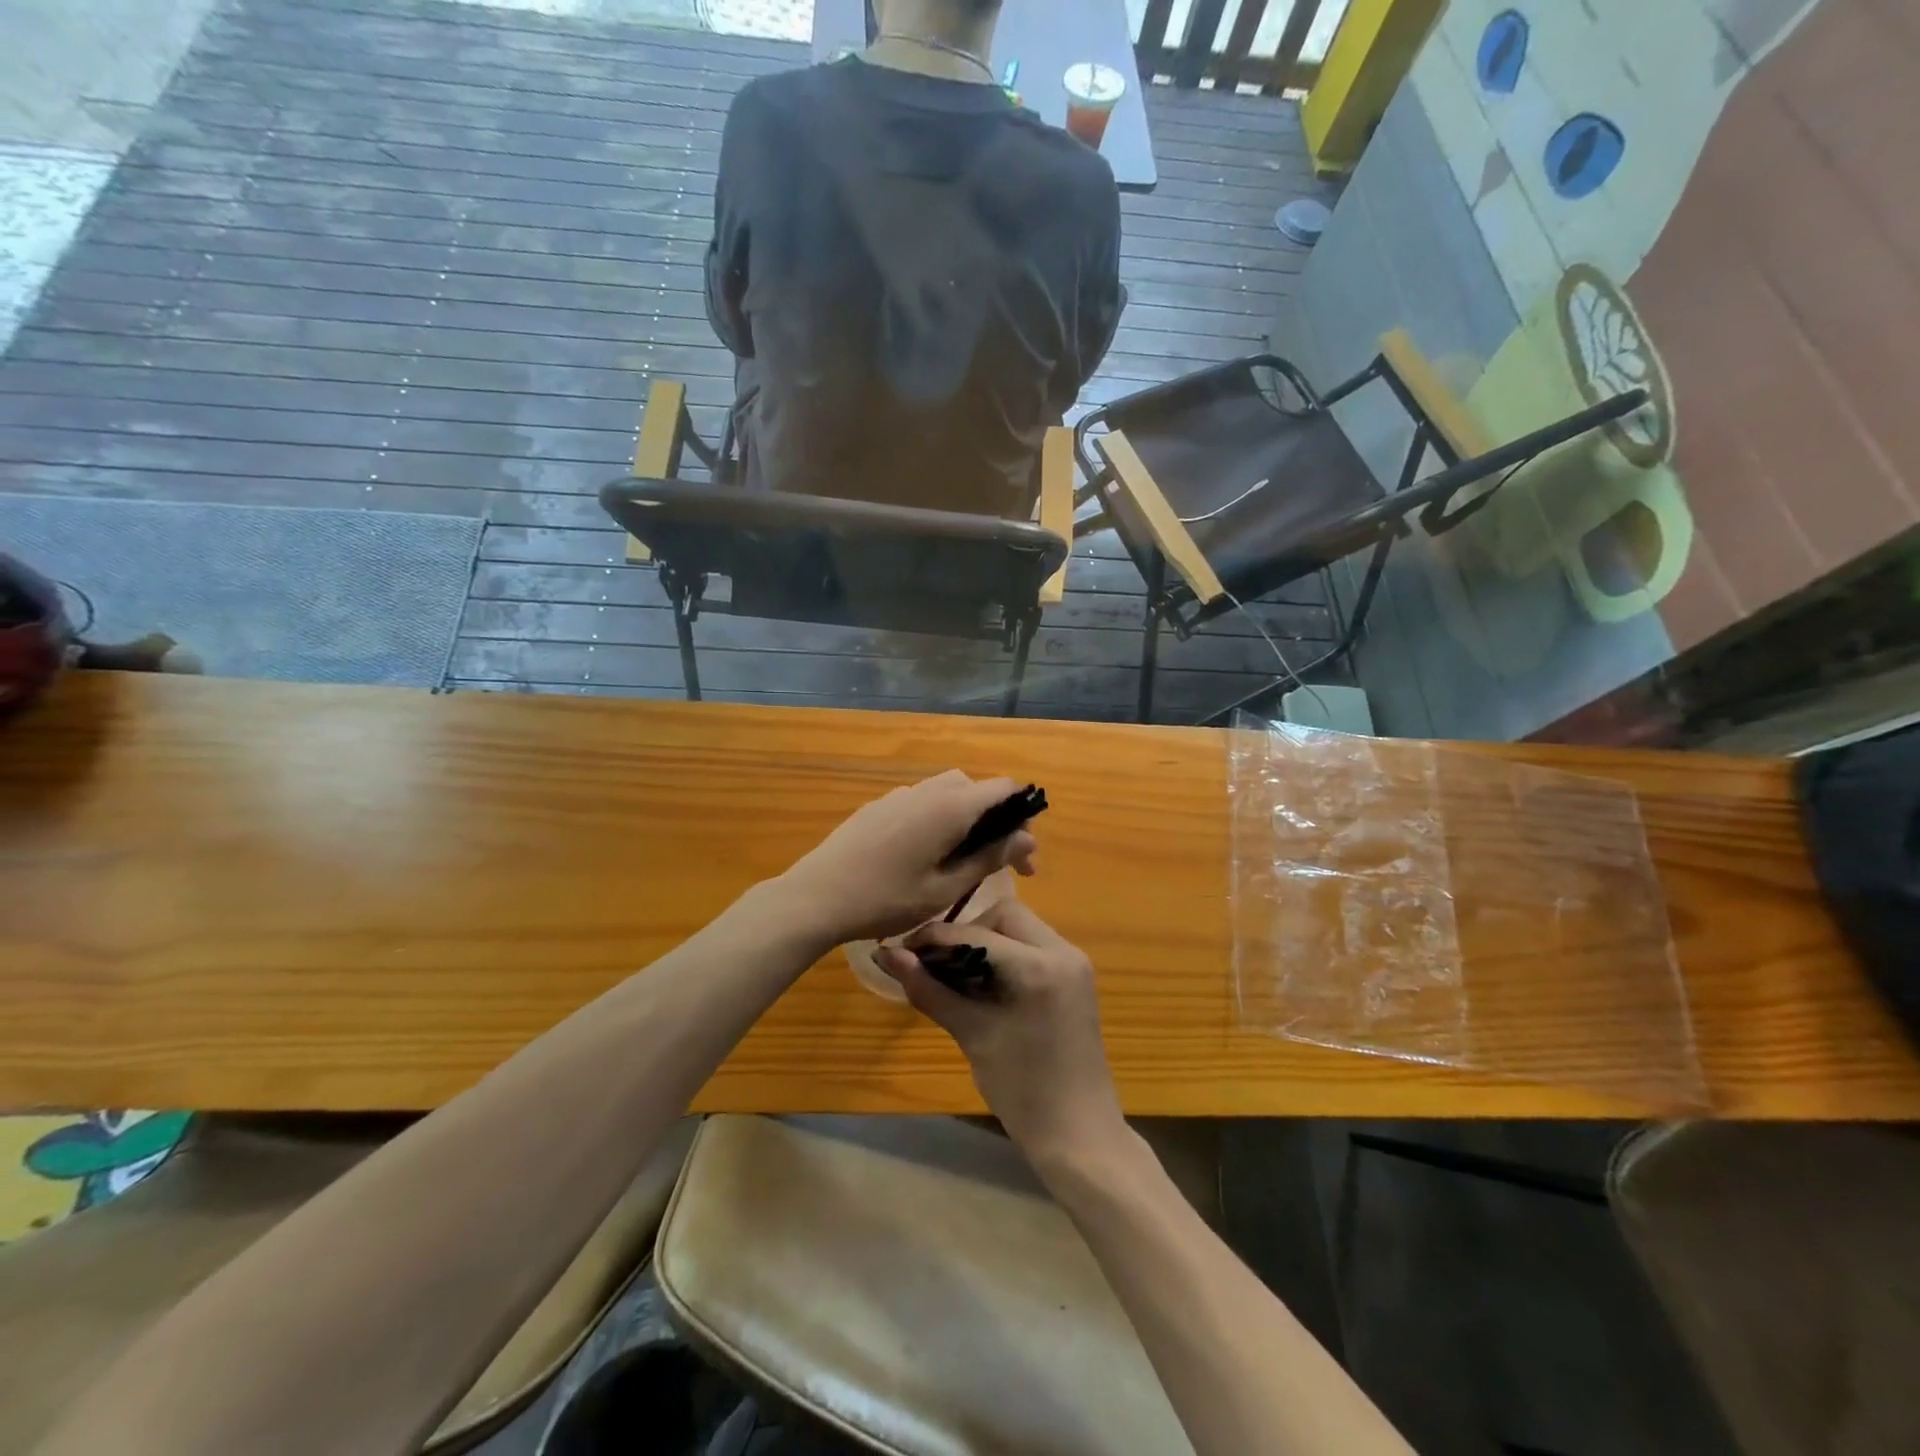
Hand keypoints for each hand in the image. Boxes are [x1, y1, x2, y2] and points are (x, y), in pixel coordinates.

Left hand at [775, 771, 1036, 947]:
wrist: (816, 898)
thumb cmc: (886, 899)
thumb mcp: (946, 888)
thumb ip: (989, 859)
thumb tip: (1026, 839)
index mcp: (950, 806)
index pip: (1003, 788)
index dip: (1022, 815)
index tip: (1023, 855)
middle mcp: (927, 791)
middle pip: (975, 788)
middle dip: (995, 819)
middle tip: (998, 861)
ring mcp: (898, 796)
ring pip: (946, 793)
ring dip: (965, 818)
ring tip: (962, 859)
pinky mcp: (877, 807)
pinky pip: (920, 802)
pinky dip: (937, 819)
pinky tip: (925, 855)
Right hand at [876, 899, 1123, 1172]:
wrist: (1079, 1136)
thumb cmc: (1023, 1090)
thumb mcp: (973, 1035)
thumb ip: (931, 990)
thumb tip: (888, 957)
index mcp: (1040, 966)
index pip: (977, 933)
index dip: (935, 938)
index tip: (901, 949)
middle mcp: (1064, 952)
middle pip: (1005, 916)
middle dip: (966, 932)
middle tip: (935, 962)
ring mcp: (1074, 963)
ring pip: (1020, 929)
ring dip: (986, 941)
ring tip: (954, 973)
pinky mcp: (1075, 978)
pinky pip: (1034, 948)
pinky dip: (1006, 955)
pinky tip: (982, 982)